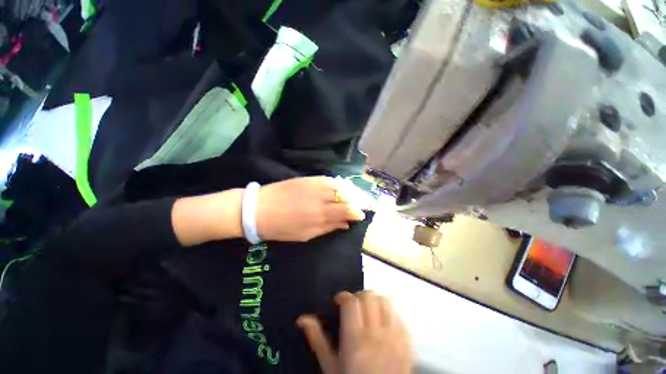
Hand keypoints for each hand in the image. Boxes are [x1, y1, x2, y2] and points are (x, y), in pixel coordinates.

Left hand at [256, 177, 364, 241]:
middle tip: (359, 206)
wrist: (257, 209)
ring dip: (349, 191)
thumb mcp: (305, 235)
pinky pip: (329, 179)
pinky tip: (341, 188)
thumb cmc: (280, 228)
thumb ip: (328, 228)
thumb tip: (345, 224)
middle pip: (345, 196)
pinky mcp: (308, 178)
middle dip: (356, 201)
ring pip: (339, 185)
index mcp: (319, 215)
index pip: (346, 210)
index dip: (356, 212)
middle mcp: (319, 197)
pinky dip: (338, 184)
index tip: (360, 216)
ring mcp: (314, 185)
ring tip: (353, 197)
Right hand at [297, 291, 413, 373]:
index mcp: (355, 340)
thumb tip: (303, 319)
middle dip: (358, 296)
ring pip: (385, 301)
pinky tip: (383, 320)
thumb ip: (317, 339)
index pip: (351, 302)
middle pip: (369, 296)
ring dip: (375, 300)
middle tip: (353, 307)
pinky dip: (390, 311)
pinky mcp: (407, 342)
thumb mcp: (330, 366)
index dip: (343, 296)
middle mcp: (376, 335)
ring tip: (368, 310)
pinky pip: (399, 315)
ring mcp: (395, 337)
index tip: (338, 302)